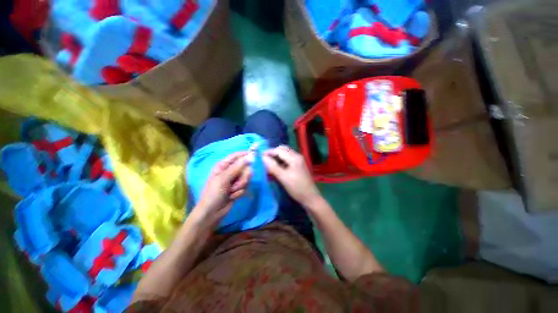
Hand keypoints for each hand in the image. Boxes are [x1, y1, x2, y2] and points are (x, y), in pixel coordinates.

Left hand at [190, 152, 251, 227]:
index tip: (255, 154)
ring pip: (247, 177)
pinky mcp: (239, 187)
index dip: (245, 154)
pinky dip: (240, 191)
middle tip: (236, 183)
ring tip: (232, 191)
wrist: (212, 213)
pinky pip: (246, 185)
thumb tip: (250, 156)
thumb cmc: (214, 193)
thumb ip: (238, 167)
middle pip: (245, 167)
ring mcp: (235, 180)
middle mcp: (230, 171)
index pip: (237, 156)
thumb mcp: (224, 178)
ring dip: (241, 185)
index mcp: (223, 165)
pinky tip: (233, 196)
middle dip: (243, 176)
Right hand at [263, 146, 321, 206]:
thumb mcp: (283, 177)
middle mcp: (297, 156)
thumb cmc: (297, 188)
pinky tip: (275, 168)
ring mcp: (298, 161)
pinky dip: (280, 162)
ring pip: (284, 155)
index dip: (269, 152)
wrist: (310, 198)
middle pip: (282, 150)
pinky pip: (287, 160)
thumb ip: (272, 167)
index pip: (279, 150)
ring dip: (276, 158)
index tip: (259, 156)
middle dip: (272, 154)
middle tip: (263, 160)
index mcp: (294, 157)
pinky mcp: (297, 166)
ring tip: (268, 164)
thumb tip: (262, 158)